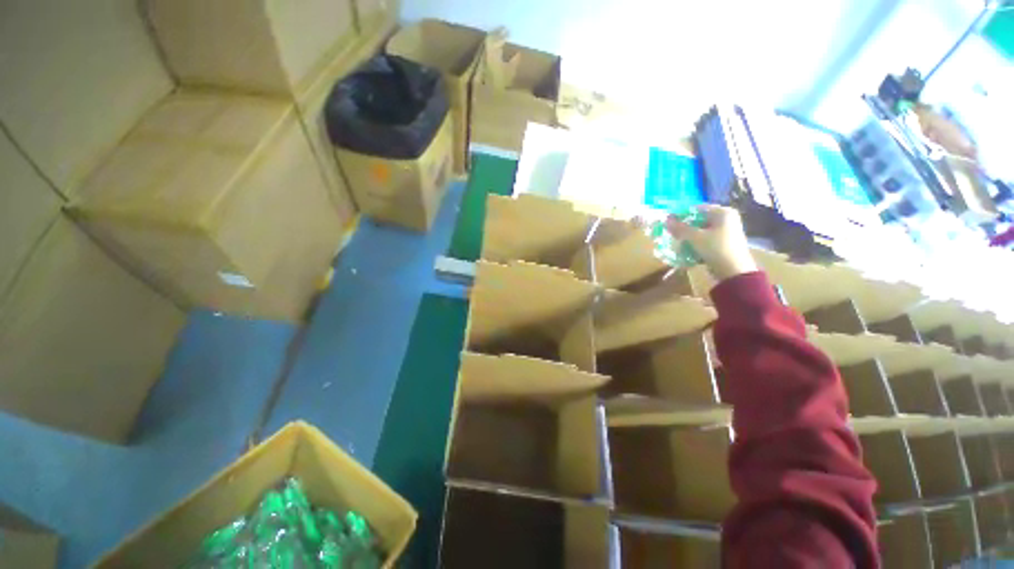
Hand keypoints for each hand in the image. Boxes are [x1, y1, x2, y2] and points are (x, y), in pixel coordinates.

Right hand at [667, 205, 756, 280]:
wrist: (734, 271)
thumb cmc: (716, 249)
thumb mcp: (695, 237)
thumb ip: (680, 227)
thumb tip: (666, 219)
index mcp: (723, 213)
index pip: (697, 209)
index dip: (681, 215)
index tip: (669, 222)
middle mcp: (727, 219)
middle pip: (699, 220)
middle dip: (684, 227)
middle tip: (671, 233)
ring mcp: (726, 232)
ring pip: (701, 231)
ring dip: (688, 236)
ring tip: (677, 242)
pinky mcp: (724, 243)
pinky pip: (706, 239)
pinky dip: (696, 243)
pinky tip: (687, 249)